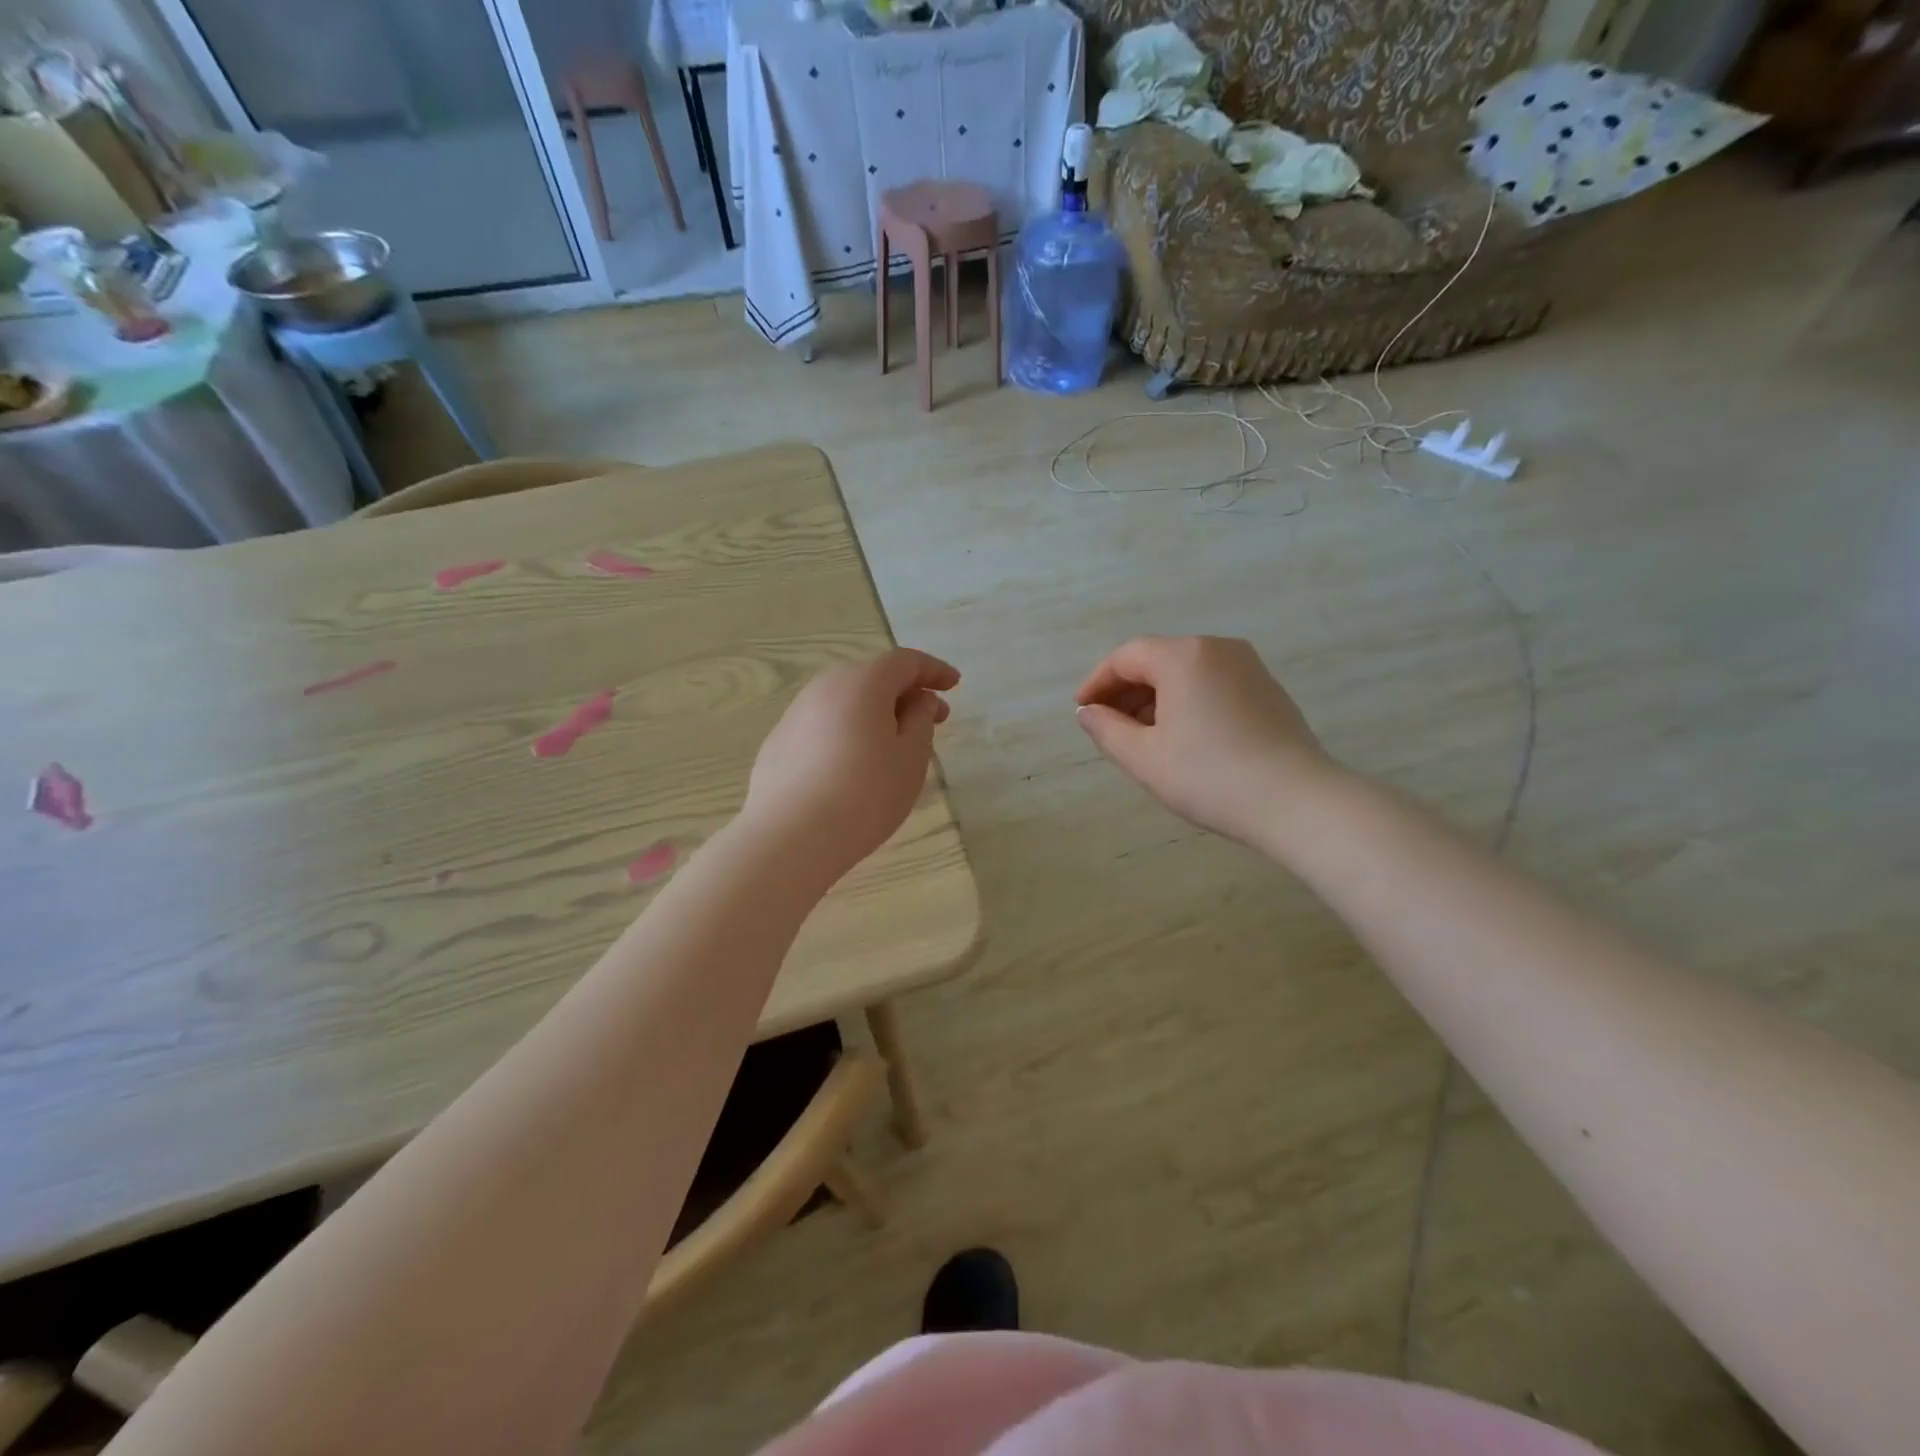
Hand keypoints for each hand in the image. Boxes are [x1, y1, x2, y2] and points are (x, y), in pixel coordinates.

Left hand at [745, 648, 959, 879]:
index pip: (905, 662)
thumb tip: (919, 700)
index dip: (933, 671)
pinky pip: (824, 725)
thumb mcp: (910, 757)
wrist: (790, 837)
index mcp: (862, 683)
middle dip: (905, 692)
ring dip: (875, 712)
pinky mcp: (779, 743)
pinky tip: (854, 764)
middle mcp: (824, 687)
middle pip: (872, 677)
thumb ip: (921, 720)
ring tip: (895, 744)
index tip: (954, 685)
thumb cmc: (865, 794)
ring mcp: (796, 714)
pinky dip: (848, 731)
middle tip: (931, 718)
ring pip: (845, 701)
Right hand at [1075, 636, 1336, 846]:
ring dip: (1156, 698)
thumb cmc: (1209, 776)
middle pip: (1158, 660)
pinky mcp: (1268, 689)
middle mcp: (1217, 648)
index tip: (1081, 710)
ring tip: (1141, 736)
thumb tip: (1088, 713)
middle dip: (1127, 690)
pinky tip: (1182, 737)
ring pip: (1186, 673)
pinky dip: (1187, 701)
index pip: (1126, 657)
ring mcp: (1248, 666)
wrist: (1297, 801)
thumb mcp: (1144, 757)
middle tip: (1107, 725)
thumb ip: (1106, 729)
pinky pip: (1213, 684)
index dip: (1098, 682)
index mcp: (1183, 656)